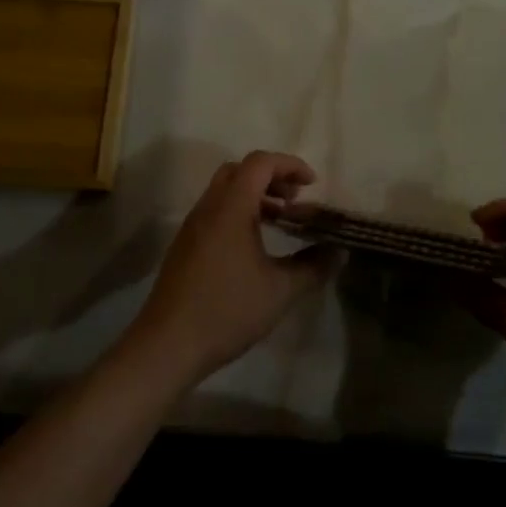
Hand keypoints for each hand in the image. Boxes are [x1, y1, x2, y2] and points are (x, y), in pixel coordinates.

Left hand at [124, 151, 338, 387]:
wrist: (168, 344)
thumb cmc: (227, 310)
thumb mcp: (280, 291)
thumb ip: (312, 267)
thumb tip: (338, 252)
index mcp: (231, 207)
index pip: (260, 162)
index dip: (289, 165)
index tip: (312, 184)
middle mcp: (209, 207)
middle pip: (240, 170)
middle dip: (271, 176)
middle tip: (295, 199)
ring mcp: (193, 225)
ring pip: (224, 190)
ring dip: (254, 195)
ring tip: (280, 220)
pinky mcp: (185, 244)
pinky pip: (215, 210)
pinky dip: (238, 211)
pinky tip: (253, 245)